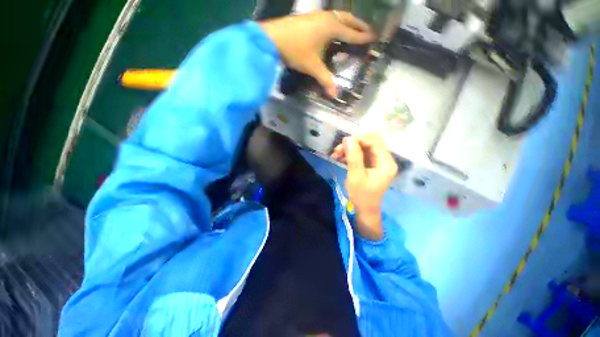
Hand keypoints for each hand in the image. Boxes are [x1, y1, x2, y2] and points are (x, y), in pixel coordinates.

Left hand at [259, 11, 375, 96]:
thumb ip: (325, 79)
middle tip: (367, 31)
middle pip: (347, 19)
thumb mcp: (312, 66)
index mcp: (331, 27)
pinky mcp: (309, 17)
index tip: (373, 38)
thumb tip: (335, 95)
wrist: (272, 37)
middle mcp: (327, 18)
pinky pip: (328, 18)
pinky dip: (336, 22)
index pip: (351, 34)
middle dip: (358, 25)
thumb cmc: (295, 50)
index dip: (362, 37)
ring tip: (352, 29)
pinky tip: (332, 28)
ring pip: (337, 16)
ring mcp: (317, 16)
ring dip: (347, 22)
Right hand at [332, 134, 397, 240]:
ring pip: (364, 148)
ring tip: (336, 154)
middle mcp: (385, 160)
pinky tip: (341, 158)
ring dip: (350, 149)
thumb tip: (348, 138)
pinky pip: (362, 154)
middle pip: (370, 143)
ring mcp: (379, 162)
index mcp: (386, 163)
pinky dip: (351, 154)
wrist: (364, 209)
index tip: (343, 144)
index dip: (359, 139)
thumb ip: (353, 156)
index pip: (375, 141)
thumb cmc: (361, 195)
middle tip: (338, 150)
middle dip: (353, 144)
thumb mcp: (356, 176)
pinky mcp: (373, 165)